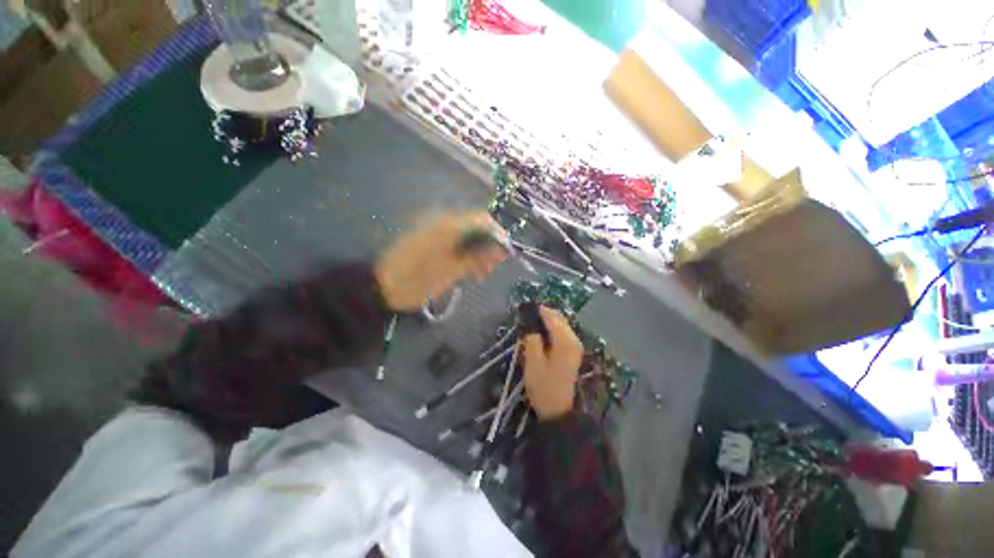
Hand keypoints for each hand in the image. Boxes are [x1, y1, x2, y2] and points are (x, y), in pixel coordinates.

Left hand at [375, 211, 506, 310]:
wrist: (383, 288)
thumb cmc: (416, 280)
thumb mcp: (448, 271)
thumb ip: (475, 257)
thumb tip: (499, 249)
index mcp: (446, 227)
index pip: (480, 220)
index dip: (496, 234)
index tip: (504, 253)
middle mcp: (444, 226)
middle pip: (476, 230)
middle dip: (488, 247)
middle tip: (493, 267)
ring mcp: (440, 237)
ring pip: (469, 240)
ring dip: (480, 255)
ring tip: (483, 274)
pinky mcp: (436, 248)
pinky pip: (459, 248)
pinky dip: (468, 259)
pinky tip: (472, 274)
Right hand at [522, 307, 582, 420]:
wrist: (558, 410)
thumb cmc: (544, 387)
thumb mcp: (533, 363)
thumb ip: (531, 340)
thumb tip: (529, 325)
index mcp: (565, 342)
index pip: (552, 317)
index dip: (538, 310)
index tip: (524, 306)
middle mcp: (574, 340)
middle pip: (559, 318)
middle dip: (543, 313)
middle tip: (526, 314)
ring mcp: (575, 346)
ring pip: (562, 324)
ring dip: (548, 320)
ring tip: (531, 321)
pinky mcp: (573, 352)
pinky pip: (563, 332)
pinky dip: (552, 328)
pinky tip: (541, 332)